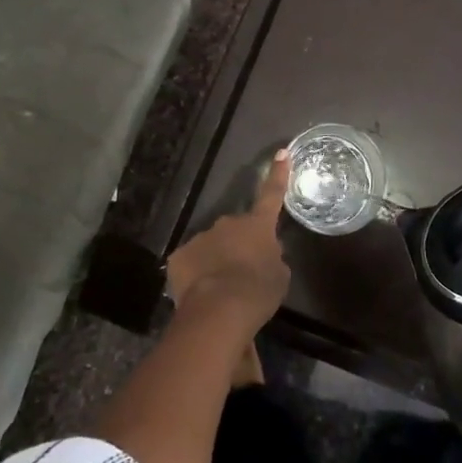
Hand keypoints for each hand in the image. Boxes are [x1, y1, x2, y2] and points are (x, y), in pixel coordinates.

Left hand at [165, 150, 291, 333]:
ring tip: (222, 290)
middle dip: (239, 244)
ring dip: (217, 260)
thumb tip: (266, 253)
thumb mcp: (279, 276)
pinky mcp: (179, 256)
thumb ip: (273, 258)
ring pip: (211, 245)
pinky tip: (201, 293)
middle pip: (236, 230)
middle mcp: (228, 223)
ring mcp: (201, 237)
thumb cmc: (258, 291)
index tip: (282, 153)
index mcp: (257, 225)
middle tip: (243, 271)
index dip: (278, 175)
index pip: (271, 195)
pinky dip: (197, 274)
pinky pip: (191, 262)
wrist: (219, 309)